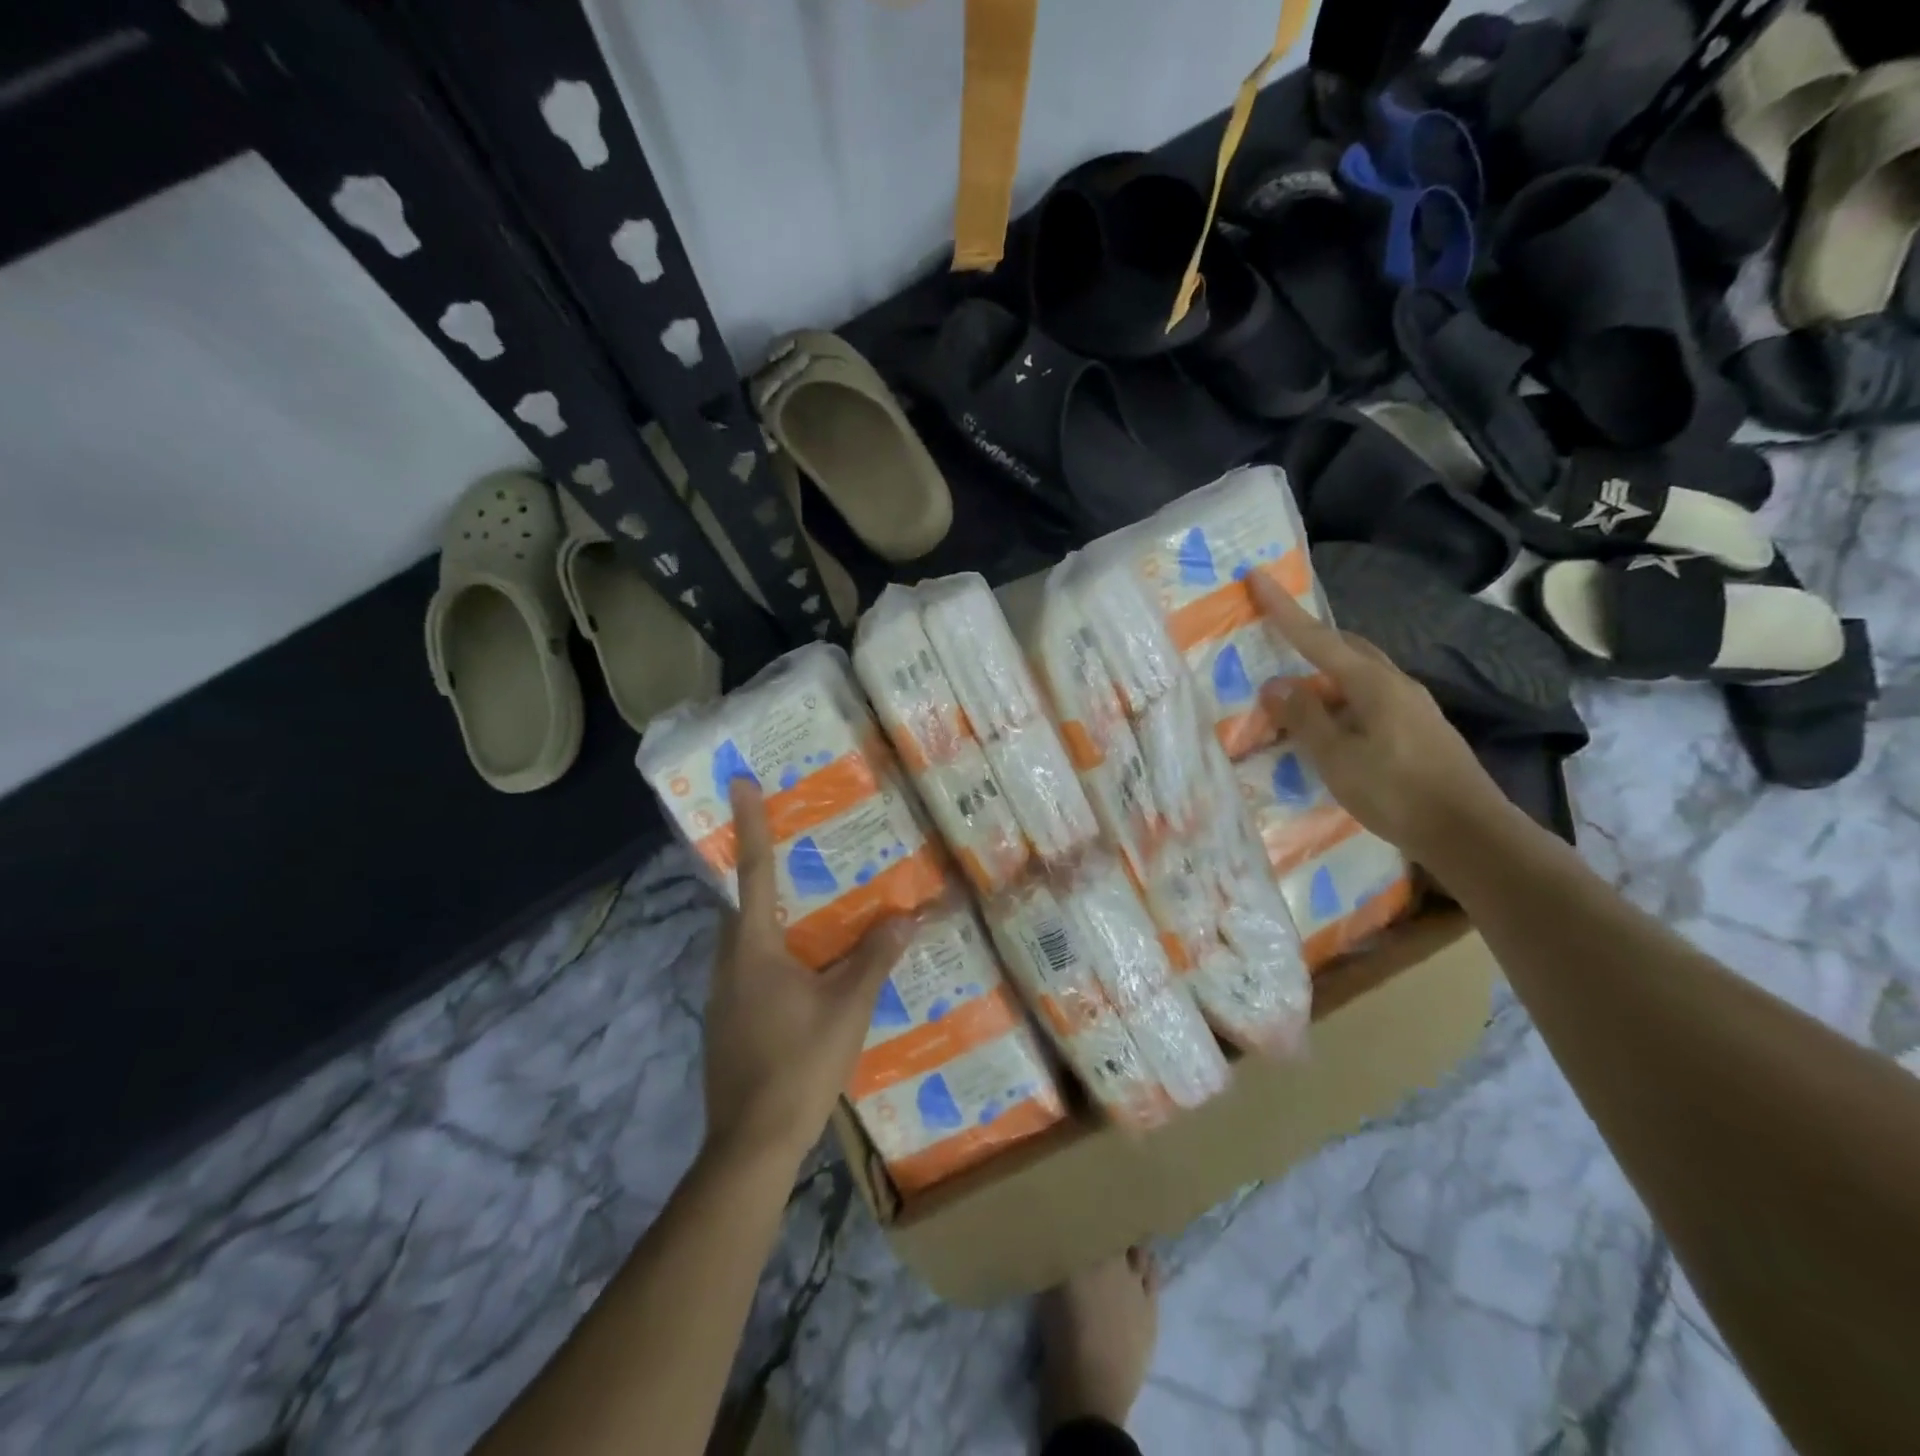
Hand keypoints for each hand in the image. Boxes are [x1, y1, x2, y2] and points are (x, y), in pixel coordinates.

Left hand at [702, 779, 915, 1166]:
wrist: (750, 1145)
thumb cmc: (798, 1064)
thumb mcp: (847, 1007)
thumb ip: (875, 958)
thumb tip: (905, 916)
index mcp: (752, 948)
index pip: (752, 871)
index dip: (749, 823)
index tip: (738, 781)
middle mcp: (727, 963)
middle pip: (743, 904)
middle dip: (764, 871)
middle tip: (797, 850)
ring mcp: (721, 996)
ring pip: (744, 940)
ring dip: (771, 918)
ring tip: (810, 910)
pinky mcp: (726, 1023)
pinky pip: (748, 969)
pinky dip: (773, 954)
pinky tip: (804, 974)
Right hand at [1251, 573, 1510, 862]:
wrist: (1469, 833)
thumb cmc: (1395, 792)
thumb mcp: (1336, 757)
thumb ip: (1303, 718)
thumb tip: (1275, 684)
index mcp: (1372, 683)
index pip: (1317, 638)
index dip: (1283, 609)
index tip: (1257, 577)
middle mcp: (1396, 683)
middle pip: (1345, 649)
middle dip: (1309, 641)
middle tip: (1276, 644)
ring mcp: (1413, 706)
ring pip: (1360, 676)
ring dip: (1325, 678)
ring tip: (1296, 699)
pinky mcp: (1420, 730)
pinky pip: (1370, 700)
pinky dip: (1342, 702)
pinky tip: (1332, 729)